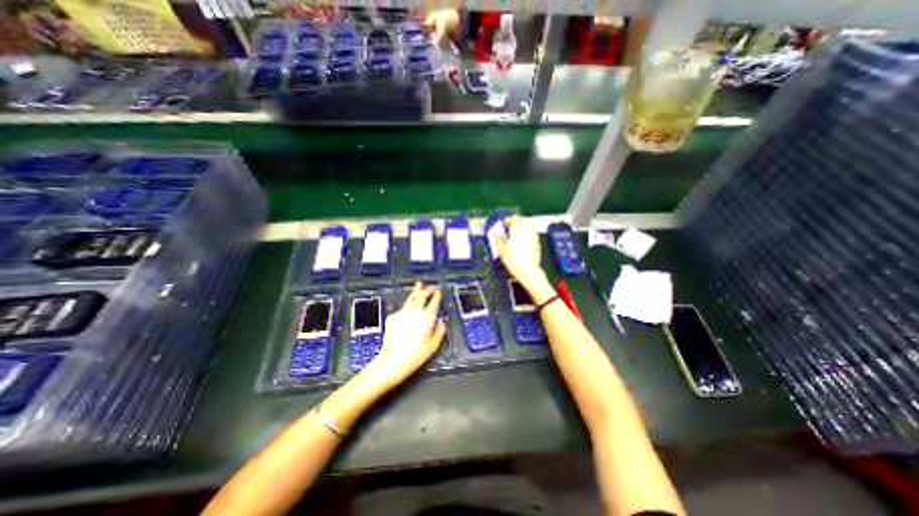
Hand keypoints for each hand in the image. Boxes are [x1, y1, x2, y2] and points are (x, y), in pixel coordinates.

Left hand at [371, 283, 446, 386]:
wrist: (392, 361)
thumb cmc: (415, 355)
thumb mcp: (433, 345)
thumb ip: (440, 331)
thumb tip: (442, 322)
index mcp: (426, 317)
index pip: (433, 302)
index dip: (436, 295)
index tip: (438, 292)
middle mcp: (414, 312)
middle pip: (421, 296)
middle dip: (427, 290)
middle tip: (431, 287)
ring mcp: (402, 313)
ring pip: (410, 298)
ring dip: (416, 291)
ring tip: (419, 285)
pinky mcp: (393, 317)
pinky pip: (402, 307)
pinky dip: (407, 304)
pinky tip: (408, 306)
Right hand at [492, 215, 547, 292]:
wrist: (529, 271)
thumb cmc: (515, 261)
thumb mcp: (501, 250)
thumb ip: (498, 240)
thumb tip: (497, 235)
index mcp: (517, 229)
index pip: (513, 218)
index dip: (507, 220)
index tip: (503, 224)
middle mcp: (527, 230)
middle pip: (521, 221)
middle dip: (515, 224)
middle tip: (508, 229)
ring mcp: (534, 237)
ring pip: (527, 228)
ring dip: (521, 230)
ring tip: (514, 237)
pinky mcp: (537, 244)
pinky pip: (531, 236)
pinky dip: (525, 237)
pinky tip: (521, 245)